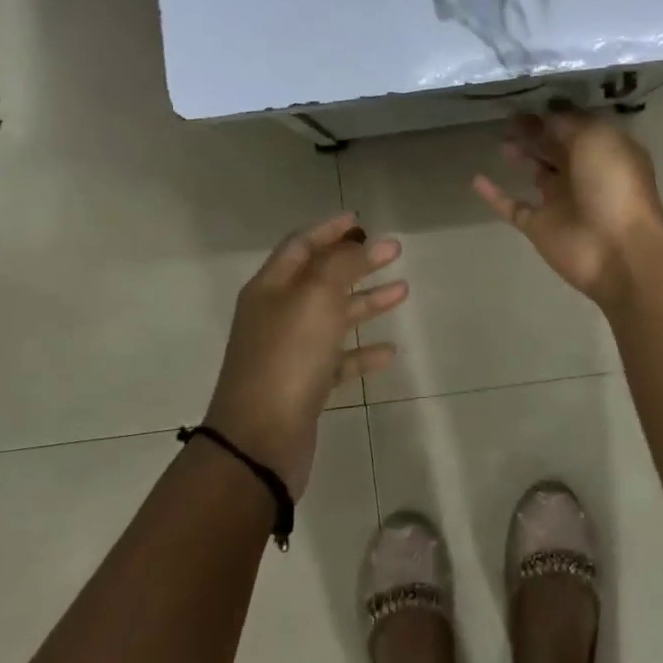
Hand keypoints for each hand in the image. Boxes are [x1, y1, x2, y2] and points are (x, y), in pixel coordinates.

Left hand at [205, 213, 406, 497]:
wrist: (259, 441)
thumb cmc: (288, 358)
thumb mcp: (316, 298)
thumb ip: (340, 265)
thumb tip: (358, 244)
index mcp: (271, 288)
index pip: (301, 246)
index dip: (329, 230)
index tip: (360, 221)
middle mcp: (277, 314)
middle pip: (321, 278)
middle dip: (357, 263)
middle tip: (394, 252)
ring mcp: (289, 351)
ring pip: (333, 317)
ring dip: (366, 302)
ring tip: (403, 291)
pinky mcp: (303, 385)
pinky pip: (337, 359)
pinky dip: (361, 351)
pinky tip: (388, 350)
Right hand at [472, 109, 662, 305]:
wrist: (618, 250)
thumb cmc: (613, 185)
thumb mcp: (595, 137)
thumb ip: (567, 123)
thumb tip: (546, 114)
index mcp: (604, 151)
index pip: (576, 126)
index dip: (554, 113)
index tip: (529, 99)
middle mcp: (584, 174)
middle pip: (555, 147)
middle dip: (535, 131)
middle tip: (509, 118)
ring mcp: (561, 202)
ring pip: (537, 173)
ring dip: (521, 156)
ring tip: (501, 141)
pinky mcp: (540, 227)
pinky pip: (513, 206)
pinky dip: (495, 195)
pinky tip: (476, 179)